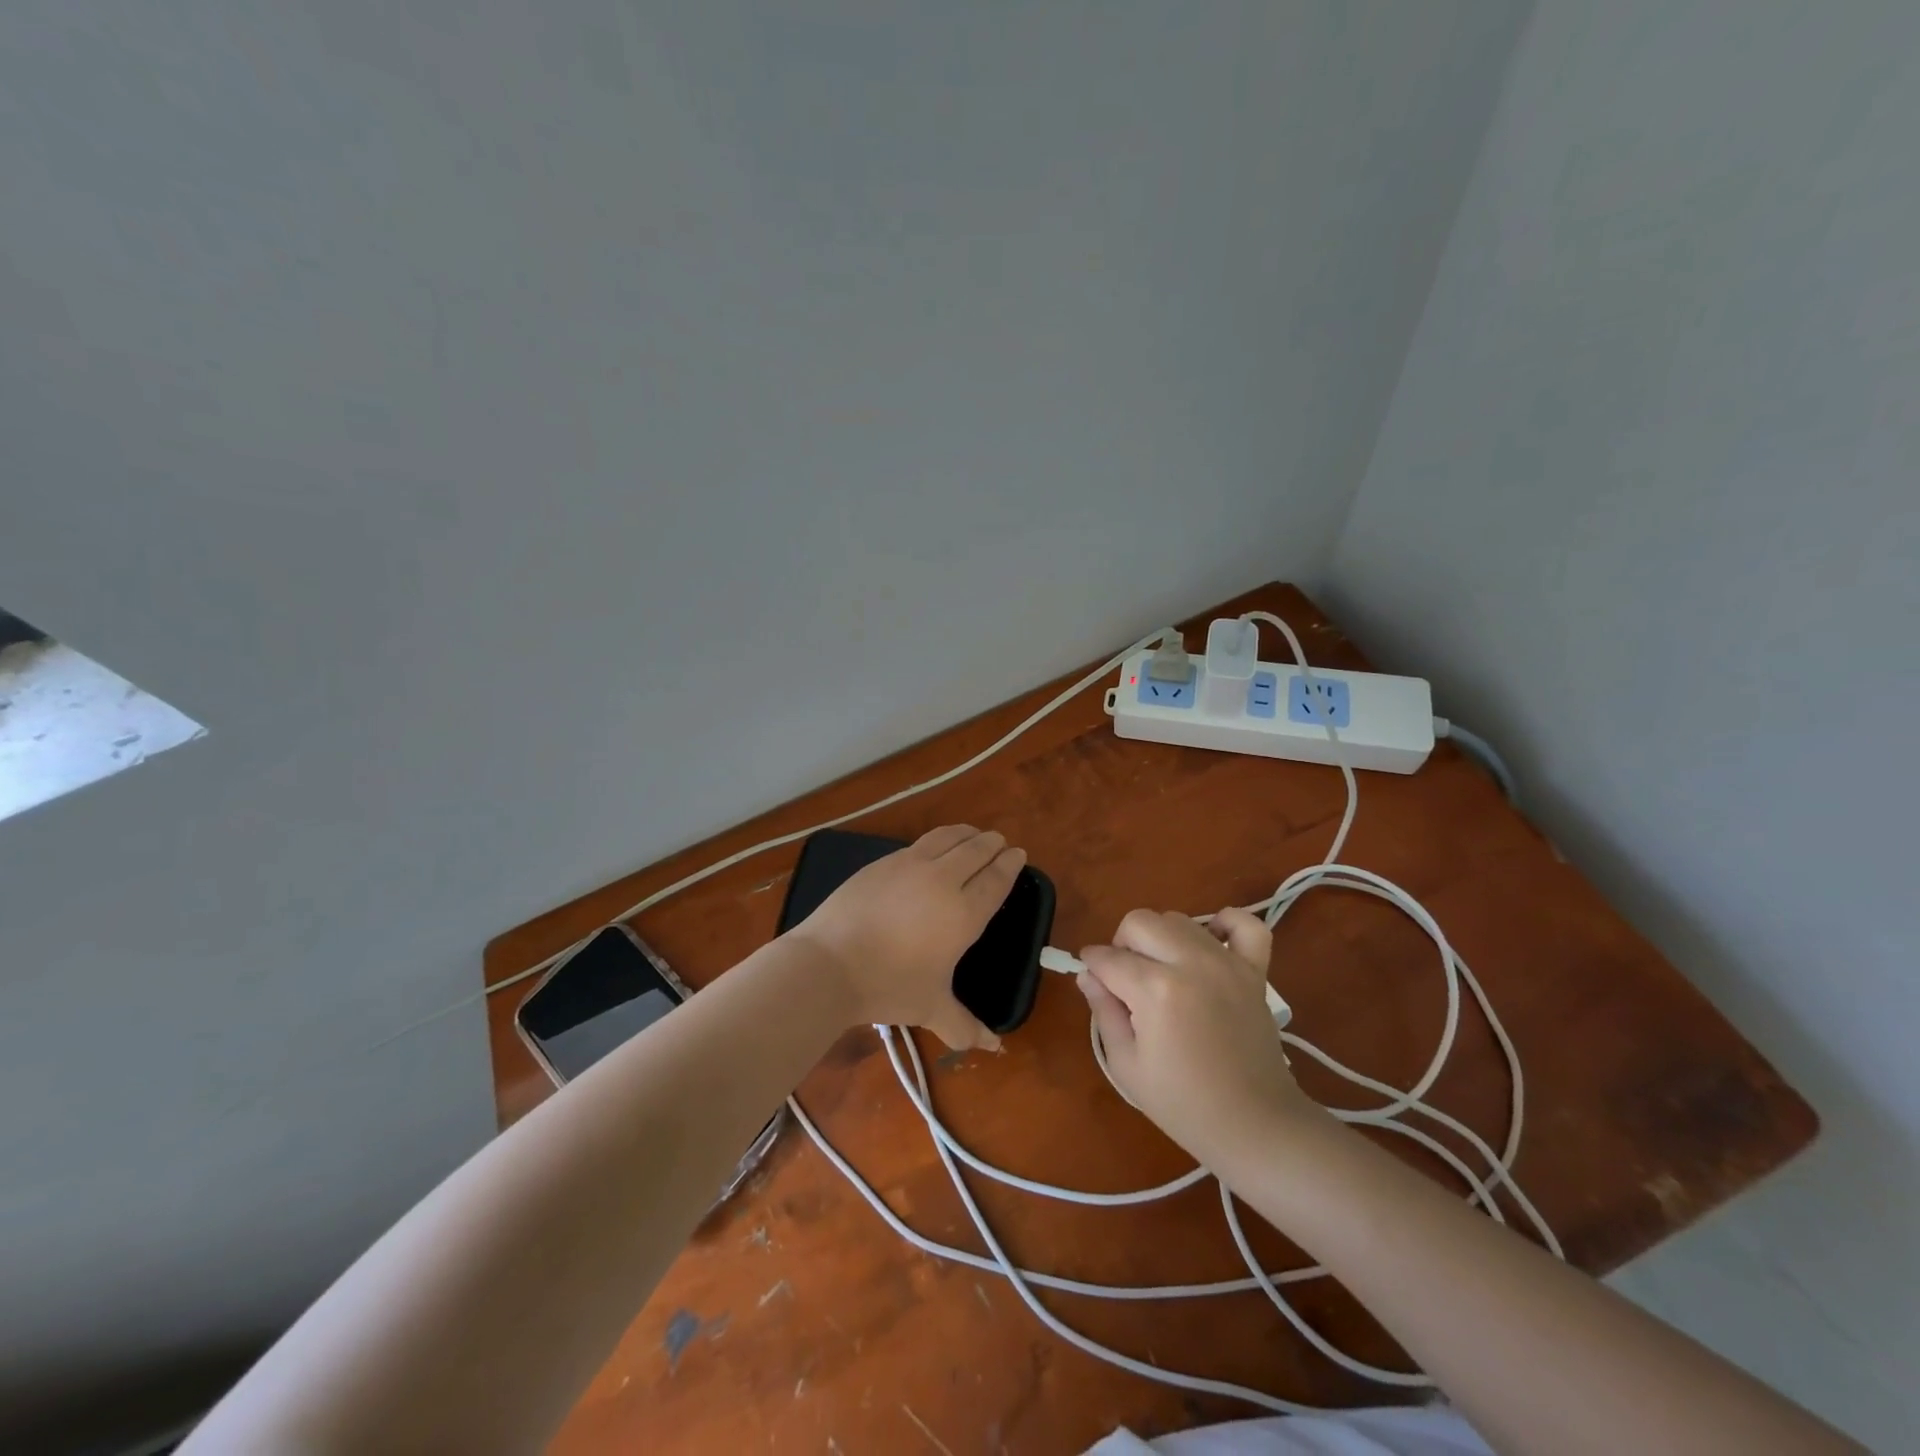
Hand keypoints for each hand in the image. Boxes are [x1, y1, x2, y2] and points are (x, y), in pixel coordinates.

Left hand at [787, 825, 1025, 1050]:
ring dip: (966, 834)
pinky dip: (937, 840)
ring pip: (948, 837)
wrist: (830, 963)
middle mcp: (943, 880)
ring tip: (973, 835)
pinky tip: (934, 848)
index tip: (1018, 854)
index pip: (995, 879)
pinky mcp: (883, 862)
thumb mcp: (931, 1008)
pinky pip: (920, 843)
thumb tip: (994, 1047)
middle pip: (976, 851)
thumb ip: (965, 1026)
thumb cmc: (888, 986)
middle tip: (1000, 842)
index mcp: (964, 913)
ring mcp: (910, 865)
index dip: (1010, 865)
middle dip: (992, 843)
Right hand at [1077, 907, 1313, 1162]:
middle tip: (1127, 979)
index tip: (1092, 979)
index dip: (1092, 966)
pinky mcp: (1255, 970)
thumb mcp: (1126, 1065)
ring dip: (1161, 938)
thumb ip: (1103, 1012)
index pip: (1108, 958)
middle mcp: (1190, 963)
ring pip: (1179, 920)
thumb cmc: (1183, 1104)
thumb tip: (1088, 975)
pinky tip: (1211, 943)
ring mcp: (1226, 962)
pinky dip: (1226, 923)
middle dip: (1122, 944)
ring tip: (1164, 972)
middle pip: (1139, 922)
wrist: (1255, 1125)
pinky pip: (1244, 924)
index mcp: (1155, 990)